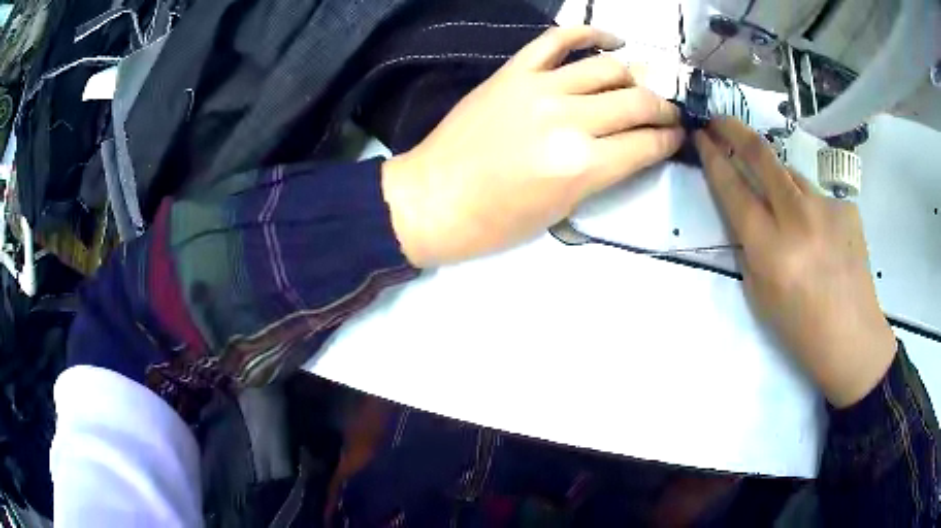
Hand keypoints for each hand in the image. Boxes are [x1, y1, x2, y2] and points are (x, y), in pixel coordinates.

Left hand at [382, 26, 683, 266]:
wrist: (434, 197)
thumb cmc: (495, 221)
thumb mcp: (561, 210)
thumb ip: (603, 172)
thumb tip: (633, 147)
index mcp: (584, 165)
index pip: (647, 144)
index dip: (669, 141)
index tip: (677, 137)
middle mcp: (570, 120)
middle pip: (637, 103)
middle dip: (663, 110)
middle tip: (669, 115)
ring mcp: (541, 88)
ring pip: (608, 69)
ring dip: (636, 78)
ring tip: (642, 88)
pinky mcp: (515, 71)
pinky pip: (558, 39)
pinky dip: (590, 34)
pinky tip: (612, 40)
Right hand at [694, 117, 895, 407]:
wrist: (852, 338)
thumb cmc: (800, 328)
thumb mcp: (760, 293)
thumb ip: (750, 245)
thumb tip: (747, 210)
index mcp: (770, 248)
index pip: (733, 188)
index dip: (714, 158)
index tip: (701, 137)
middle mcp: (798, 217)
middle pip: (761, 155)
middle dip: (734, 129)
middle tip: (719, 120)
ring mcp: (826, 207)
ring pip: (791, 175)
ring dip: (778, 180)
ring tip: (786, 212)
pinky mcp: (846, 208)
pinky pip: (817, 198)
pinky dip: (810, 209)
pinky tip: (821, 238)